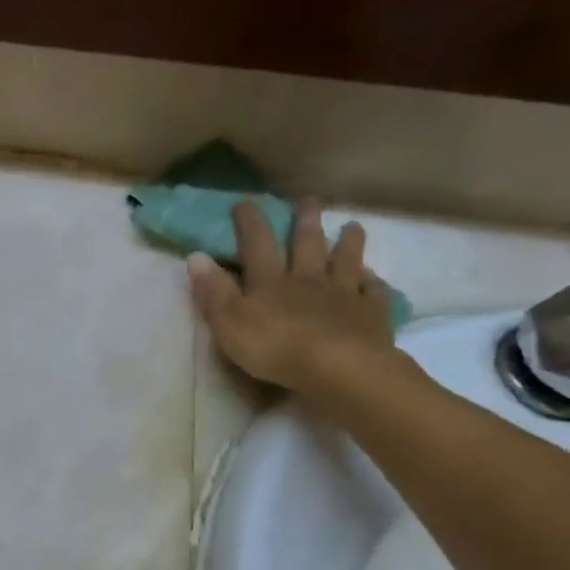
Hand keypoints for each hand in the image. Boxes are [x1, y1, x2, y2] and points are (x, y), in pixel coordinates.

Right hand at [187, 198, 396, 391]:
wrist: (338, 368)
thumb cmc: (275, 347)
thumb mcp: (229, 323)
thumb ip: (213, 291)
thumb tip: (195, 256)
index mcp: (271, 281)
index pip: (257, 244)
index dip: (250, 222)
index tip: (245, 201)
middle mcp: (308, 279)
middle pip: (307, 244)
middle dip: (305, 221)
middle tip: (308, 200)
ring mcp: (344, 294)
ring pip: (345, 261)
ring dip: (348, 243)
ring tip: (352, 226)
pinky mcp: (371, 314)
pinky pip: (374, 293)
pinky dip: (374, 283)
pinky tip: (374, 278)